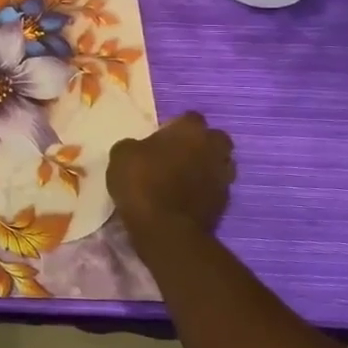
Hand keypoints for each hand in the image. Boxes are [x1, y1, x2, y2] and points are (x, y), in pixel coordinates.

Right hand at [107, 113, 235, 251]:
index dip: (177, 125)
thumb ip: (135, 145)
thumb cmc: (142, 182)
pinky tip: (187, 197)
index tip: (163, 135)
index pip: (191, 117)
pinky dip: (205, 190)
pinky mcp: (225, 204)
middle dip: (202, 143)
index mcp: (190, 131)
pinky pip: (216, 188)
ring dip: (206, 167)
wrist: (165, 229)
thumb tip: (140, 148)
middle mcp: (213, 149)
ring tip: (185, 176)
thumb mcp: (122, 155)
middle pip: (215, 139)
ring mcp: (223, 177)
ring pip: (220, 164)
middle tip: (179, 152)